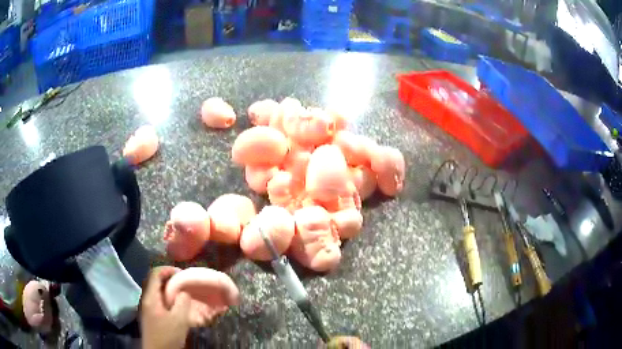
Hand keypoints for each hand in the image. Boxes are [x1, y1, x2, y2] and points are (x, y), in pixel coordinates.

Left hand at [140, 266, 191, 348]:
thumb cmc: (167, 336)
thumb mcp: (179, 320)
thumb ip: (182, 303)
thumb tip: (184, 291)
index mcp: (150, 297)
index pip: (155, 273)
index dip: (168, 270)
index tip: (182, 274)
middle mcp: (146, 299)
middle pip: (154, 281)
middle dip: (169, 278)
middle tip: (183, 282)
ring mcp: (147, 307)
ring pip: (156, 291)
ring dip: (168, 288)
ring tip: (182, 293)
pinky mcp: (150, 315)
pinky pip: (157, 299)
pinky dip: (166, 297)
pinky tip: (176, 306)